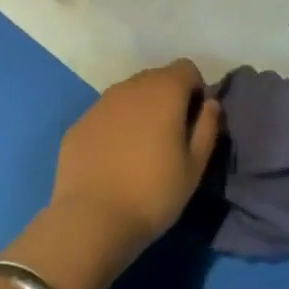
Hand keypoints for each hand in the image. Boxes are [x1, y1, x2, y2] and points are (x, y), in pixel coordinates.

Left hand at [51, 59, 221, 262]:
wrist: (92, 220)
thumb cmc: (154, 193)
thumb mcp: (195, 166)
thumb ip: (207, 127)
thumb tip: (210, 104)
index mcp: (164, 91)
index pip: (186, 68)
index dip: (195, 90)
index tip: (194, 121)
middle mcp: (130, 87)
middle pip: (156, 78)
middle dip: (167, 98)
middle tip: (170, 137)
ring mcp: (99, 104)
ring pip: (128, 95)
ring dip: (140, 111)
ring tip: (141, 149)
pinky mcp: (78, 124)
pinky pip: (105, 115)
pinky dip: (115, 127)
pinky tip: (113, 160)